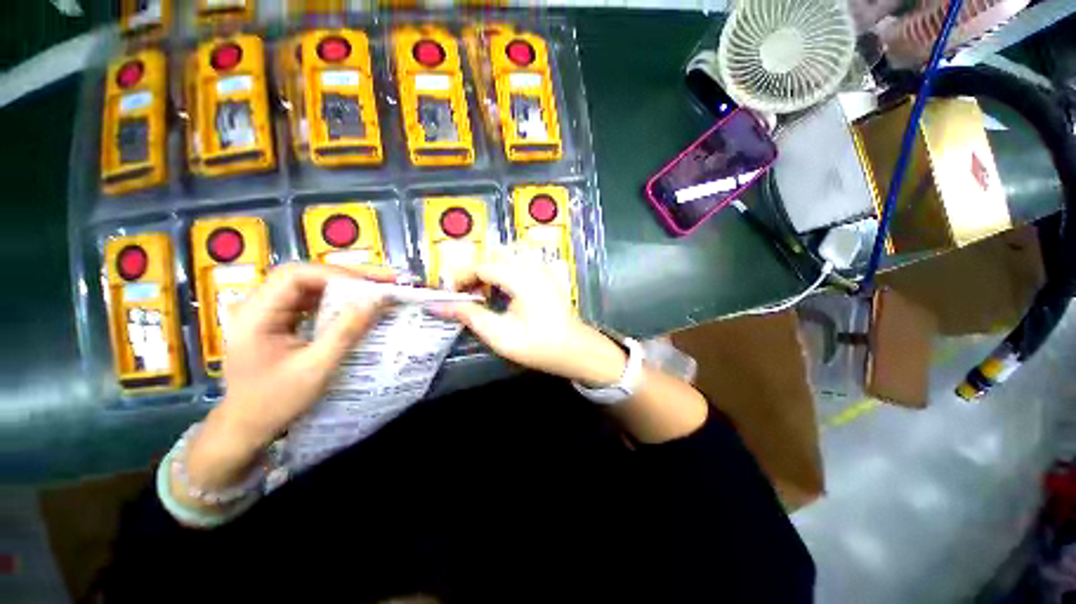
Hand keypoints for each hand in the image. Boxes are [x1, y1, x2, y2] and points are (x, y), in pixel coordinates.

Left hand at [185, 263, 394, 490]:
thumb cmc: (275, 402)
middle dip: (346, 276)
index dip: (337, 274)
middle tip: (383, 281)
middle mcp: (257, 306)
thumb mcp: (316, 368)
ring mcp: (266, 312)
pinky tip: (355, 306)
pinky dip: (335, 300)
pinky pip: (308, 301)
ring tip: (376, 290)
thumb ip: (346, 331)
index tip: (372, 285)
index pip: (296, 276)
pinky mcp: (276, 321)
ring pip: (308, 286)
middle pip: (304, 276)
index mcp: (257, 315)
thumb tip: (378, 301)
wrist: (245, 428)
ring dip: (344, 287)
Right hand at [437, 251, 626, 386]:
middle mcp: (533, 266)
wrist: (575, 350)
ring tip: (485, 291)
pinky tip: (506, 290)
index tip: (450, 293)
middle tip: (467, 294)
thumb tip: (439, 305)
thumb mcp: (500, 335)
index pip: (482, 266)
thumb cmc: (538, 345)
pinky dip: (506, 270)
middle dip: (476, 271)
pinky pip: (521, 262)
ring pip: (509, 256)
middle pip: (494, 256)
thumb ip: (470, 316)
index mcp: (521, 278)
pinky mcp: (548, 274)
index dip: (461, 277)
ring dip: (492, 269)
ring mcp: (543, 268)